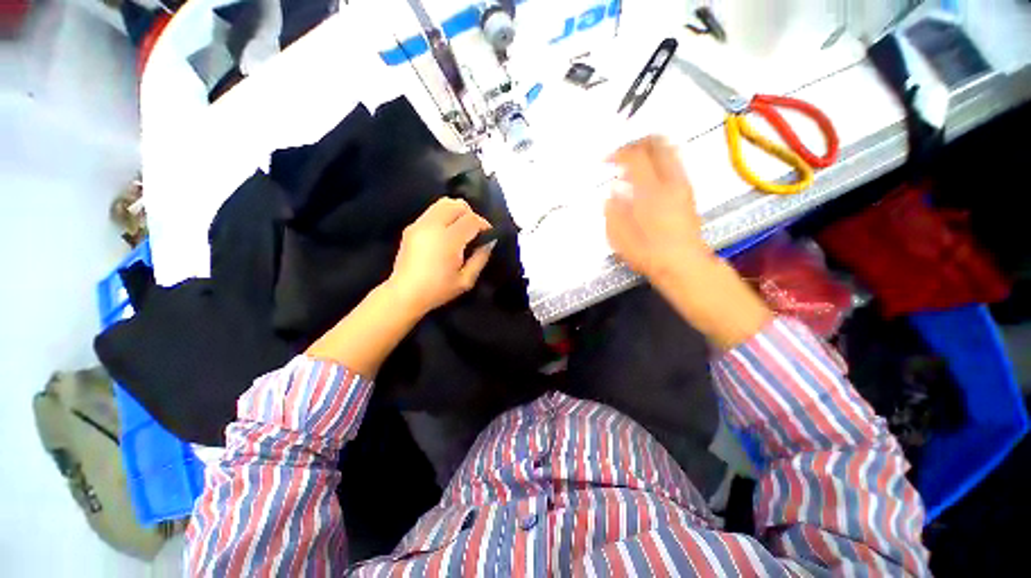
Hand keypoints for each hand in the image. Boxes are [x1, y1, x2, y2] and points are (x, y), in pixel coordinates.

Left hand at [386, 198, 493, 317]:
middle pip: (457, 205)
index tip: (489, 234)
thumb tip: (490, 242)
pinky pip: (432, 211)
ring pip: (443, 203)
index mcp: (448, 240)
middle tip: (475, 230)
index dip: (484, 224)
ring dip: (457, 211)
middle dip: (471, 214)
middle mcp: (433, 226)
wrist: (405, 293)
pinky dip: (444, 215)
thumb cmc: (438, 290)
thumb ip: (481, 258)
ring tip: (462, 228)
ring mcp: (420, 224)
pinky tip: (446, 232)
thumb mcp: (466, 280)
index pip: (471, 219)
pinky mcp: (411, 227)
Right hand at [605, 136, 771, 348]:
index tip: (606, 161)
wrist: (682, 264)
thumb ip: (613, 210)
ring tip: (634, 164)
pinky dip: (659, 162)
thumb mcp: (618, 236)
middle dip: (637, 142)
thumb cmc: (647, 252)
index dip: (618, 153)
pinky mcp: (688, 192)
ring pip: (669, 150)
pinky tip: (647, 178)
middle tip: (622, 154)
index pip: (635, 155)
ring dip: (650, 151)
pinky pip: (675, 164)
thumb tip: (612, 192)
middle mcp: (670, 181)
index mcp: (649, 191)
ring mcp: (682, 184)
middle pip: (658, 143)